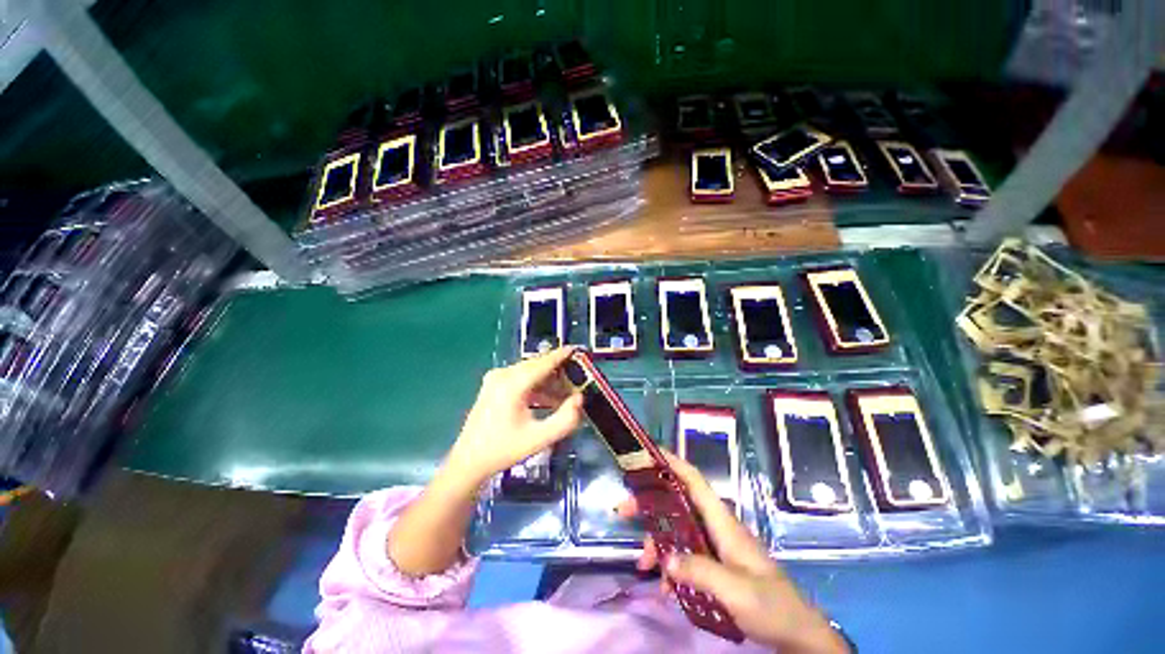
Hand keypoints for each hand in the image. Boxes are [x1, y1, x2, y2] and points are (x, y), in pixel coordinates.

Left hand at [445, 347, 583, 485]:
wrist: (469, 462)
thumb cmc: (504, 450)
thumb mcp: (539, 439)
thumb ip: (565, 420)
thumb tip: (579, 399)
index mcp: (512, 384)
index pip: (543, 363)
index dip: (562, 355)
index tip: (578, 350)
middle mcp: (503, 375)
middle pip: (537, 365)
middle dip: (558, 371)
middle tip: (578, 381)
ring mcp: (496, 378)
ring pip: (530, 371)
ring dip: (548, 380)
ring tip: (566, 395)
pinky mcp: (494, 384)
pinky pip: (521, 377)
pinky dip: (537, 385)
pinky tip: (548, 399)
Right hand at [618, 452, 848, 653]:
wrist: (796, 632)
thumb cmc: (771, 605)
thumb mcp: (737, 591)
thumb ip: (701, 572)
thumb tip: (666, 560)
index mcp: (722, 522)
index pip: (694, 481)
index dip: (672, 463)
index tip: (647, 454)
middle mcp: (714, 527)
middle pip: (676, 504)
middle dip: (648, 505)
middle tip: (621, 510)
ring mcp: (713, 546)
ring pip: (676, 532)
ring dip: (656, 544)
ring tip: (642, 566)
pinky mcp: (713, 565)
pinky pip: (683, 557)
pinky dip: (670, 567)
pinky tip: (664, 589)